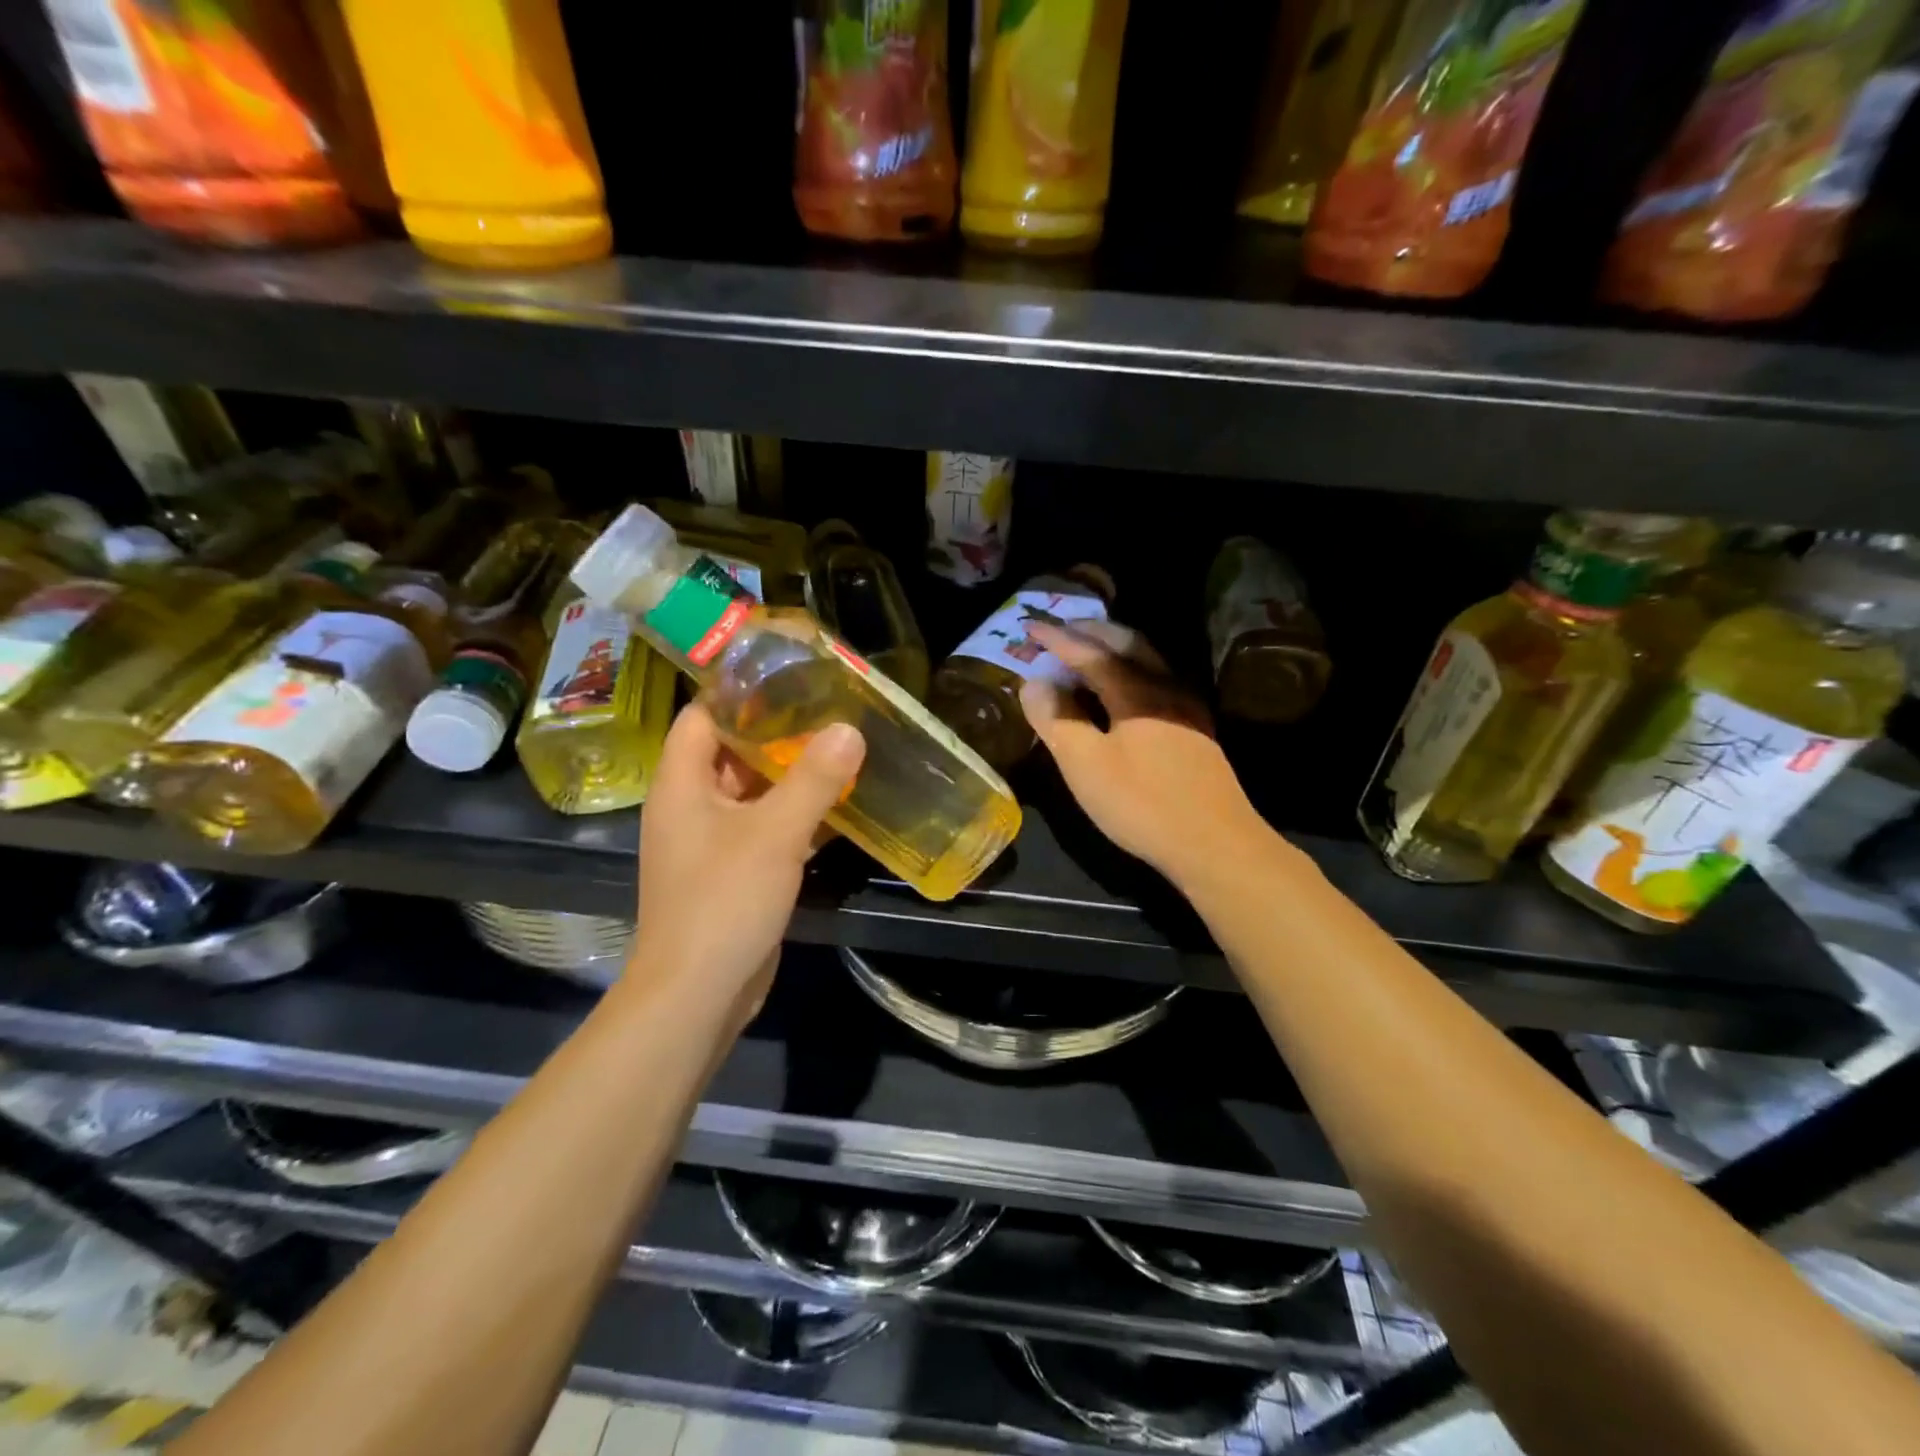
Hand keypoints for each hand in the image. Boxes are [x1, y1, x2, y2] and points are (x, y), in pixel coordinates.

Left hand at [627, 702, 864, 1023]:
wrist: (698, 993)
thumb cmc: (724, 900)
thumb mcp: (774, 833)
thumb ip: (813, 778)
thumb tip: (850, 729)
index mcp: (682, 784)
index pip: (702, 716)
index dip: (739, 692)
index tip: (788, 675)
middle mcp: (691, 806)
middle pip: (731, 752)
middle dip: (778, 732)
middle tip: (829, 710)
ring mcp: (712, 842)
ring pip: (753, 793)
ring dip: (791, 776)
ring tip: (841, 748)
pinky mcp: (734, 872)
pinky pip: (765, 829)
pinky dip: (796, 816)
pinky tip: (839, 807)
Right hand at [1019, 621, 1264, 885]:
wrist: (1215, 844)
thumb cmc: (1142, 805)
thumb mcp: (1086, 766)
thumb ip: (1057, 720)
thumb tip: (1035, 682)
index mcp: (1136, 692)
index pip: (1090, 653)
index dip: (1057, 639)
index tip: (1029, 625)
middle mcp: (1166, 688)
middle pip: (1127, 644)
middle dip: (1091, 631)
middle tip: (1061, 628)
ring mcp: (1187, 708)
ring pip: (1148, 660)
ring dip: (1114, 647)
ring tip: (1088, 649)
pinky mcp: (1196, 729)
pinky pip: (1158, 680)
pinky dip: (1132, 669)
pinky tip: (1125, 689)